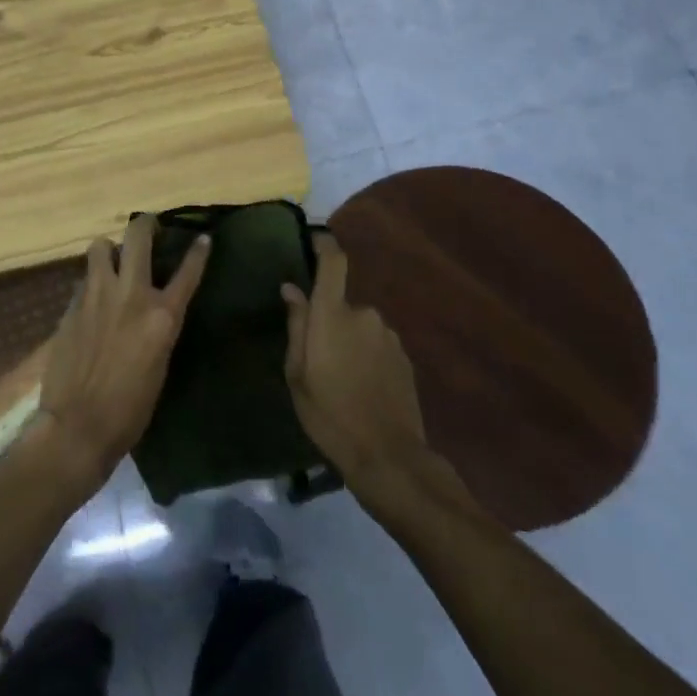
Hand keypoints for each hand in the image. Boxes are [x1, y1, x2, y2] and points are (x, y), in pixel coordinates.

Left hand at [34, 215, 209, 489]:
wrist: (79, 425)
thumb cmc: (130, 409)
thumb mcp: (160, 364)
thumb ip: (157, 327)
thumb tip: (152, 307)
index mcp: (162, 316)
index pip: (187, 272)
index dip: (198, 252)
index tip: (202, 237)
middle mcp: (131, 295)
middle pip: (138, 236)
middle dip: (145, 225)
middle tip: (149, 228)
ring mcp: (97, 295)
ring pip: (101, 246)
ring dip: (109, 249)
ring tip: (112, 261)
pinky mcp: (72, 305)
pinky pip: (85, 279)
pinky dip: (92, 282)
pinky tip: (93, 298)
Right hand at [282, 233, 431, 496]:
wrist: (387, 456)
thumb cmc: (329, 414)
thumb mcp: (297, 373)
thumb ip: (296, 325)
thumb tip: (291, 289)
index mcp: (333, 314)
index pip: (333, 262)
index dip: (324, 244)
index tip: (314, 239)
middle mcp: (364, 315)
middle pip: (342, 304)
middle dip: (330, 321)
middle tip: (317, 357)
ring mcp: (389, 336)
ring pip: (360, 327)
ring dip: (349, 342)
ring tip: (340, 380)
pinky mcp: (405, 358)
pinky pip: (377, 346)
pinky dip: (368, 358)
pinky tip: (362, 389)